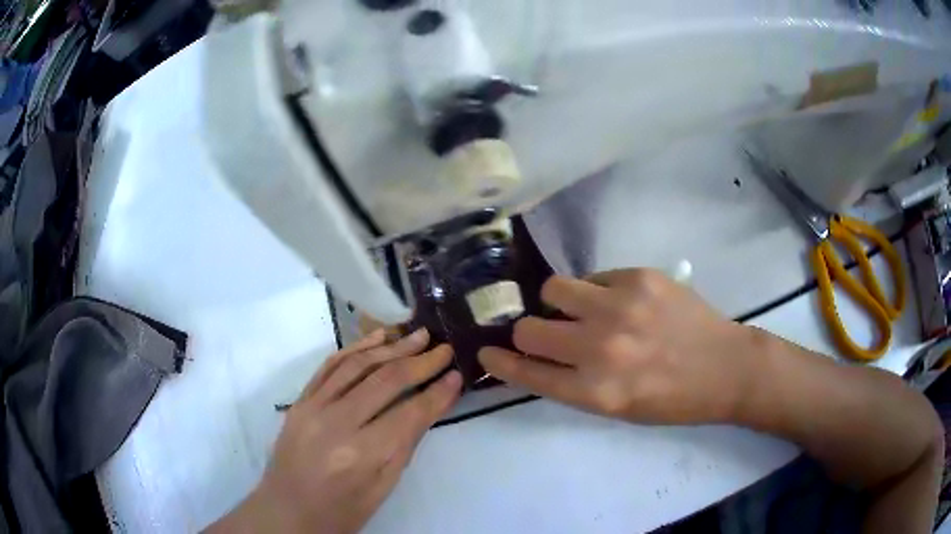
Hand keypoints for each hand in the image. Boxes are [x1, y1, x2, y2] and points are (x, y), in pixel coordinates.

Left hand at [212, 329, 461, 533]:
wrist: (287, 510)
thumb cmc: (341, 511)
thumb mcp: (382, 487)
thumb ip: (405, 444)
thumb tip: (431, 406)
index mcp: (361, 454)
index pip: (409, 413)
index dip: (437, 393)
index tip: (457, 375)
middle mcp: (335, 423)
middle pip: (385, 381)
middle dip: (420, 361)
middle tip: (443, 347)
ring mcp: (312, 407)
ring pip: (357, 365)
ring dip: (390, 347)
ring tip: (417, 334)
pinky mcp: (299, 400)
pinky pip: (329, 366)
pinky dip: (356, 348)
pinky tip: (377, 339)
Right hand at [479, 269, 757, 424]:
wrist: (725, 368)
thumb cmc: (671, 399)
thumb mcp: (617, 408)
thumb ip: (574, 383)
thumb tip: (540, 356)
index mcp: (595, 392)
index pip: (527, 373)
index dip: (500, 363)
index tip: (486, 353)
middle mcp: (601, 348)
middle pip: (530, 329)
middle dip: (529, 333)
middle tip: (545, 333)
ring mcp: (621, 307)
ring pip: (554, 289)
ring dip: (559, 303)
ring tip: (580, 309)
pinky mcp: (640, 277)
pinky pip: (593, 276)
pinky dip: (595, 291)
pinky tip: (620, 302)